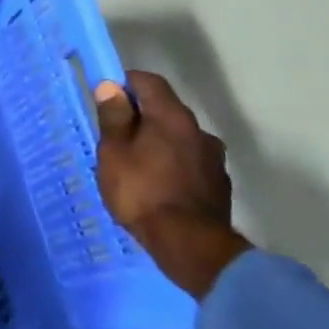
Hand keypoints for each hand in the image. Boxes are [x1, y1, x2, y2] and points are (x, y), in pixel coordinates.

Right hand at [94, 70, 249, 299]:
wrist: (190, 247)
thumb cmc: (142, 192)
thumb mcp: (114, 152)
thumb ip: (113, 117)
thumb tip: (111, 87)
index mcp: (171, 116)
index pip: (149, 81)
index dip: (126, 84)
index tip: (108, 98)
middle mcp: (198, 130)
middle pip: (166, 110)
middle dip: (143, 116)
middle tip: (118, 136)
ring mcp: (214, 159)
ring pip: (181, 138)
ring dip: (161, 143)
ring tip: (140, 166)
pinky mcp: (220, 186)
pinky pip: (191, 163)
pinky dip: (175, 165)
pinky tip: (161, 187)